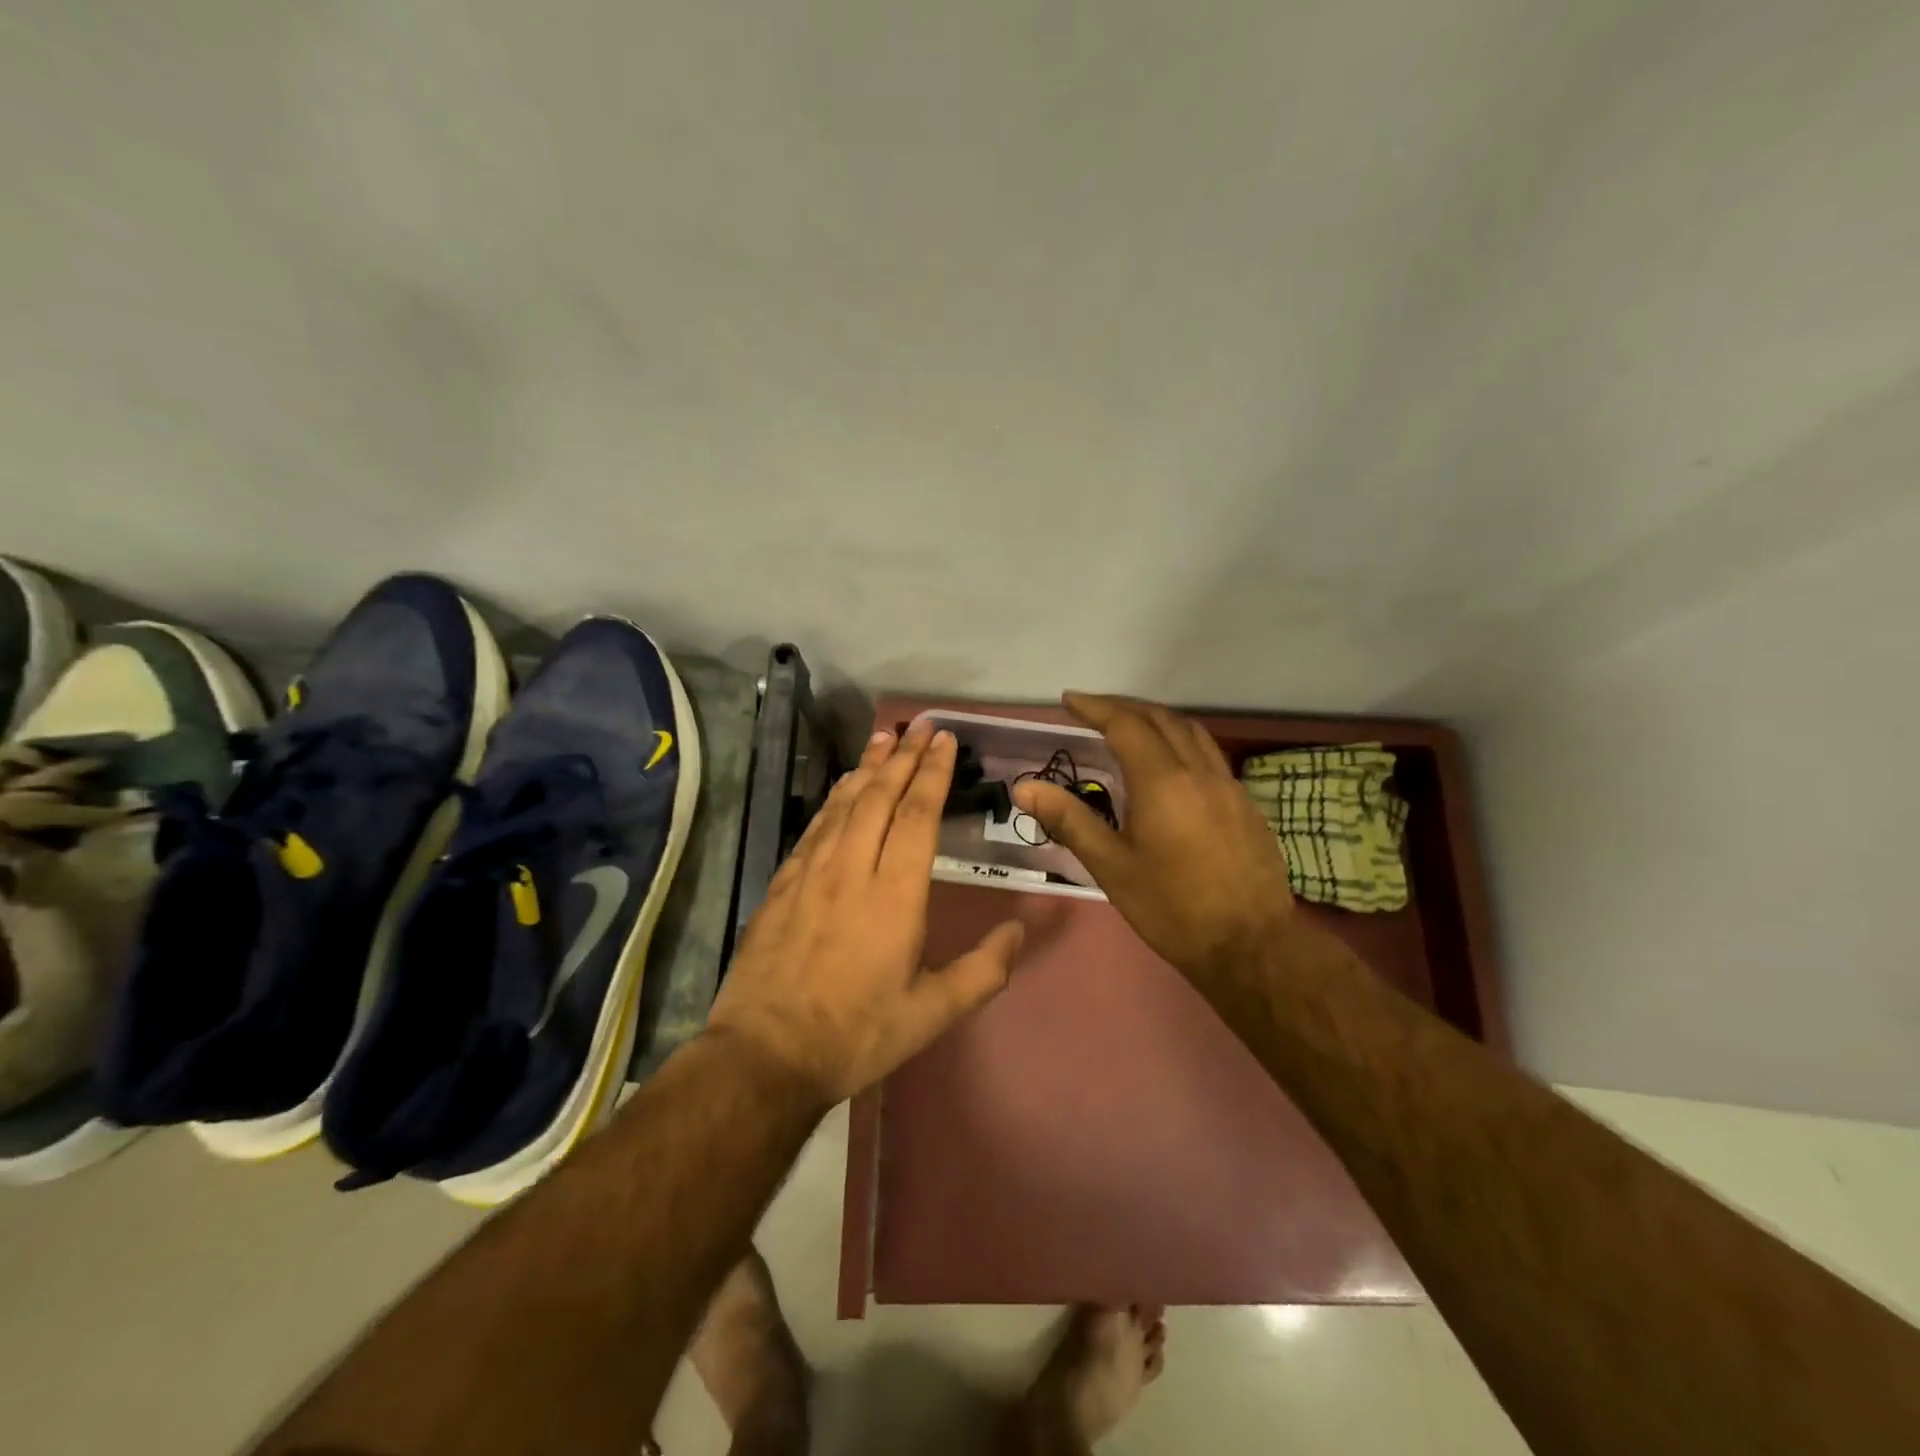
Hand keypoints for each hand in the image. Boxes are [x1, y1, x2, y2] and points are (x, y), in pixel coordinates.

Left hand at [707, 718, 1025, 1104]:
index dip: (933, 773)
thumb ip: (983, 970)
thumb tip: (1020, 929)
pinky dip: (834, 798)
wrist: (765, 1055)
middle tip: (921, 725)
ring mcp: (811, 873)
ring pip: (844, 804)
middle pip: (880, 797)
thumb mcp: (932, 1013)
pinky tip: (842, 788)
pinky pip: (815, 827)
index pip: (917, 815)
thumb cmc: (856, 1033)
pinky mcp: (782, 884)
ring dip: (868, 767)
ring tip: (885, 737)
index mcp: (894, 895)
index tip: (944, 740)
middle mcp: (852, 869)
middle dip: (904, 757)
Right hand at [1011, 693, 1293, 985]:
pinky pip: (1209, 754)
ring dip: (1157, 719)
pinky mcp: (1245, 803)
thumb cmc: (1171, 908)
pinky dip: (1182, 742)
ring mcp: (1228, 785)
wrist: (1250, 945)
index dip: (1095, 707)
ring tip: (1130, 726)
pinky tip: (1171, 766)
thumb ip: (1069, 820)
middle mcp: (1198, 771)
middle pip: (1160, 718)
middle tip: (1093, 709)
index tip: (1069, 700)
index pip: (1125, 725)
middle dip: (1124, 706)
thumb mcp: (1111, 866)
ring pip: (1191, 731)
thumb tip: (1025, 787)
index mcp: (1162, 781)